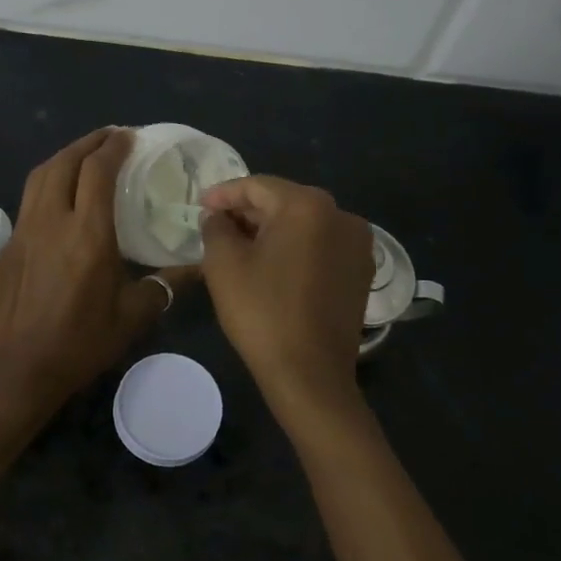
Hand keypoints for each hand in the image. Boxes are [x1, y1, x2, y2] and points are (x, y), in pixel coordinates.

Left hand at [0, 128, 192, 421]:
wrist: (17, 370)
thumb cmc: (80, 343)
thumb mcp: (132, 317)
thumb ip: (165, 285)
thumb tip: (198, 268)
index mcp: (87, 233)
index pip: (97, 171)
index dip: (113, 147)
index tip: (128, 137)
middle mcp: (51, 221)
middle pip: (64, 162)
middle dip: (87, 143)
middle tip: (109, 138)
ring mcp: (23, 231)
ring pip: (40, 176)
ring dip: (64, 157)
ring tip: (83, 157)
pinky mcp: (7, 246)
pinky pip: (28, 201)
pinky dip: (47, 184)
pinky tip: (59, 199)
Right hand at [200, 176, 373, 412]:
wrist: (310, 375)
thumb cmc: (262, 313)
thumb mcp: (224, 264)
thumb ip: (216, 227)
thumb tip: (218, 217)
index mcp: (308, 205)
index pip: (257, 186)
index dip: (223, 194)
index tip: (199, 207)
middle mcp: (341, 215)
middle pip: (284, 202)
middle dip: (248, 212)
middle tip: (216, 226)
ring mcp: (358, 244)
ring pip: (304, 224)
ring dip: (271, 230)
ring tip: (240, 246)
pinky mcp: (362, 271)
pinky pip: (321, 246)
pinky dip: (295, 248)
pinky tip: (272, 266)